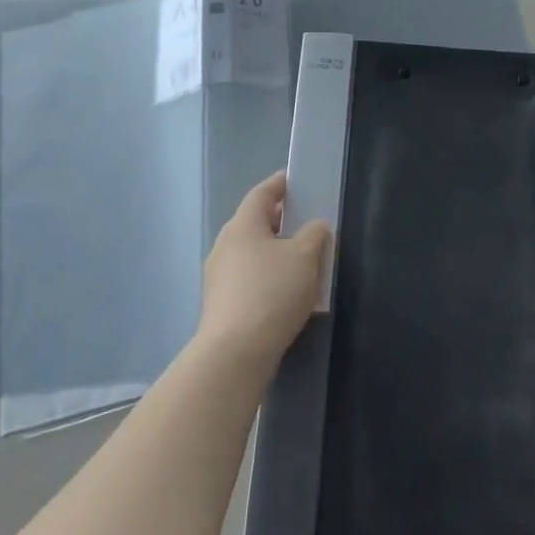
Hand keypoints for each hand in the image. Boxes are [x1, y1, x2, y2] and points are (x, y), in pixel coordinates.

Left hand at [198, 173, 329, 369]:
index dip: (281, 184)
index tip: (298, 181)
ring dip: (276, 251)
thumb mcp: (305, 256)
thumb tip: (314, 227)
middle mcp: (225, 245)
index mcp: (242, 225)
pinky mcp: (222, 304)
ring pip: (253, 252)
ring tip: (305, 259)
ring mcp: (219, 277)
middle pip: (256, 223)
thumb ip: (314, 234)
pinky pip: (250, 278)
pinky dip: (269, 276)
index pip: (262, 193)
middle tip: (309, 220)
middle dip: (282, 220)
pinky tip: (289, 291)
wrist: (235, 353)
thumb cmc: (272, 292)